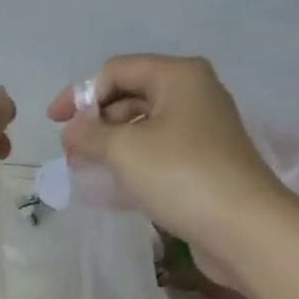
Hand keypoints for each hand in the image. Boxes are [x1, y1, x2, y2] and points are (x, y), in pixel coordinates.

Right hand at [46, 55, 295, 262]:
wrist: (243, 227)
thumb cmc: (181, 176)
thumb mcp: (124, 150)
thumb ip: (90, 134)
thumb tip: (73, 130)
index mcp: (178, 76)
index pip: (116, 70)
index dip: (80, 95)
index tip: (54, 125)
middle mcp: (194, 94)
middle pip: (131, 96)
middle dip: (96, 122)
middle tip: (71, 154)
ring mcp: (202, 130)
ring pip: (144, 127)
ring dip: (111, 145)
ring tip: (87, 171)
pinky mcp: (204, 163)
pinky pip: (158, 152)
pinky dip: (132, 163)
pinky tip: (114, 184)